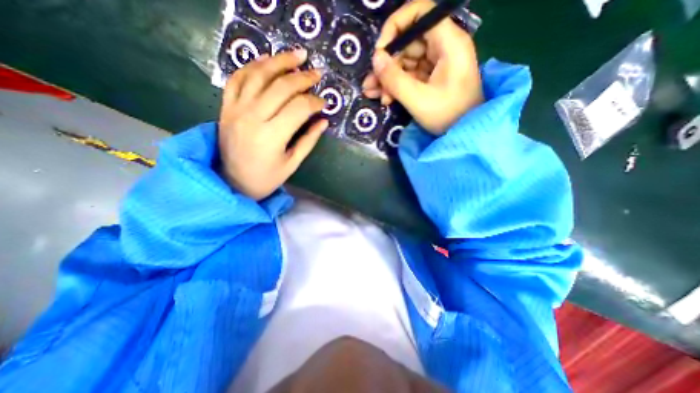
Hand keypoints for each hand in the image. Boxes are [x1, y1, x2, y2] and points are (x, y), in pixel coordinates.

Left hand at [218, 49, 327, 200]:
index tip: (324, 102)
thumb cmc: (266, 178)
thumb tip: (323, 121)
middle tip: (317, 73)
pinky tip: (267, 60)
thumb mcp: (292, 163)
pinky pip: (237, 78)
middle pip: (281, 87)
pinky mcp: (226, 107)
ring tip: (297, 55)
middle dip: (303, 78)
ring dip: (280, 62)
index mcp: (272, 136)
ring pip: (258, 75)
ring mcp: (236, 109)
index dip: (314, 102)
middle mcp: (252, 117)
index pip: (298, 108)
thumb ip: (309, 140)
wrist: (232, 181)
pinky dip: (252, 65)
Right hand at [364, 0, 483, 133]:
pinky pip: (409, 75)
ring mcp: (437, 63)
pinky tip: (384, 98)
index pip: (420, 13)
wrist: (464, 133)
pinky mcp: (431, 78)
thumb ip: (394, 79)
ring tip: (371, 93)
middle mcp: (443, 47)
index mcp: (448, 43)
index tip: (380, 51)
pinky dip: (396, 85)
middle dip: (387, 64)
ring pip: (406, 61)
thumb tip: (376, 59)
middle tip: (371, 83)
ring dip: (387, 78)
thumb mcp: (418, 99)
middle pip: (409, 43)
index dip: (396, 26)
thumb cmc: (447, 115)